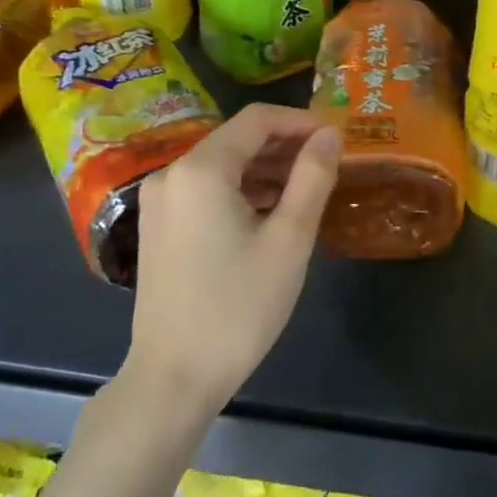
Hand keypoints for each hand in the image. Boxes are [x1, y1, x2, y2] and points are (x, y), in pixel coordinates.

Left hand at [122, 103, 339, 413]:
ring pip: (222, 165)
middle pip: (237, 139)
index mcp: (201, 169)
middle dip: (286, 145)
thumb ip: (312, 177)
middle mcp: (172, 174)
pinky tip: (271, 211)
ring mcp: (159, 201)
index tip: (338, 139)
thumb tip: (330, 134)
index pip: (258, 119)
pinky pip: (206, 190)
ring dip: (266, 168)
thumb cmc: (239, 306)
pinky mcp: (158, 227)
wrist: (174, 378)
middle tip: (329, 165)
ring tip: (307, 188)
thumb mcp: (289, 238)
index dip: (302, 121)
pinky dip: (241, 190)